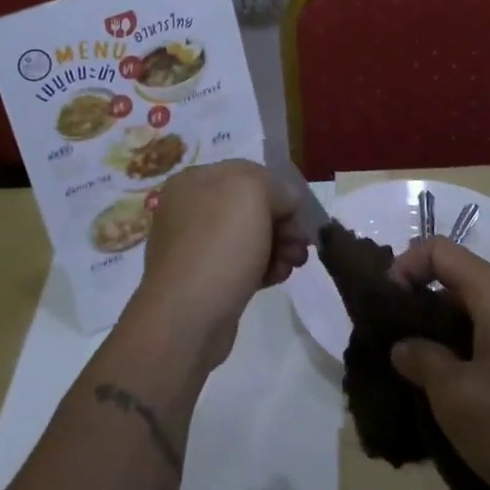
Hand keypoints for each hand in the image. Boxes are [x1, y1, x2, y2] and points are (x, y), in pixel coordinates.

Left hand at [126, 161, 309, 369]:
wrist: (187, 317)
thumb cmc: (219, 245)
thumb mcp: (253, 193)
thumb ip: (276, 187)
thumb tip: (285, 203)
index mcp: (194, 181)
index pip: (248, 172)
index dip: (279, 190)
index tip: (299, 214)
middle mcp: (190, 209)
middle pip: (251, 206)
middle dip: (283, 222)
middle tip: (301, 244)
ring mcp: (195, 246)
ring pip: (250, 237)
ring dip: (279, 246)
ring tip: (293, 264)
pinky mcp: (205, 279)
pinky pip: (242, 264)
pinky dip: (264, 267)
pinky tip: (278, 277)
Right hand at [386, 238, 489, 489]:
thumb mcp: (457, 396)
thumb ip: (421, 360)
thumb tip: (405, 346)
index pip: (438, 250)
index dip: (403, 267)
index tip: (385, 309)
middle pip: (455, 282)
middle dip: (417, 308)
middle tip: (391, 346)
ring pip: (473, 319)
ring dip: (439, 340)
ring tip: (415, 379)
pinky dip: (465, 361)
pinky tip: (455, 402)